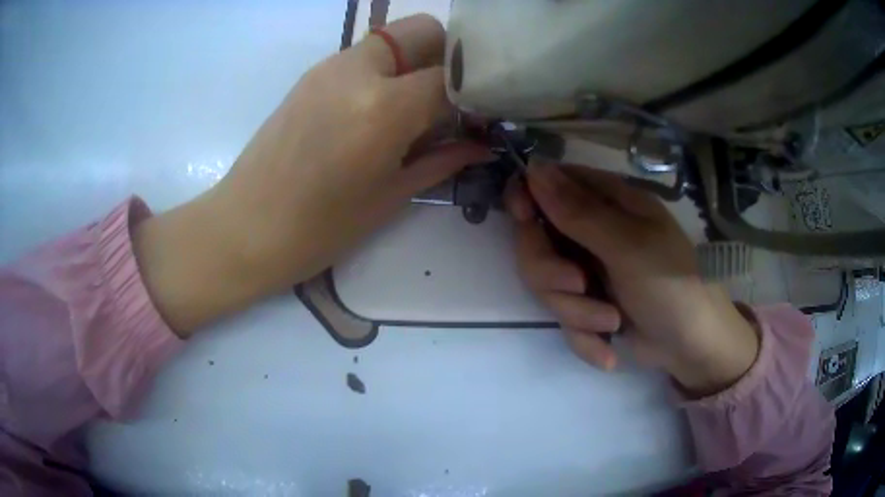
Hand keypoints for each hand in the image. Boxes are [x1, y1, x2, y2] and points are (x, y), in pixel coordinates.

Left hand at [133, 14, 491, 334]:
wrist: (244, 228)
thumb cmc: (319, 229)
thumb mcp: (390, 196)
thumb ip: (442, 160)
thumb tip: (481, 144)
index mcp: (383, 108)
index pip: (452, 77)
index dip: (475, 94)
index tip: (481, 116)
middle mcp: (358, 71)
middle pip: (423, 31)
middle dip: (447, 57)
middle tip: (450, 101)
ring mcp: (329, 67)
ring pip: (392, 40)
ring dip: (414, 64)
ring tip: (413, 111)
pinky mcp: (311, 75)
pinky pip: (363, 57)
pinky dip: (385, 72)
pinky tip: (377, 112)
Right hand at [506, 163, 759, 396]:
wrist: (691, 347)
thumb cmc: (670, 285)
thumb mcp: (628, 246)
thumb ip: (579, 212)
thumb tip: (534, 169)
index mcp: (606, 204)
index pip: (549, 184)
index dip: (528, 197)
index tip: (525, 219)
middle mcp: (591, 233)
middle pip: (536, 241)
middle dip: (551, 272)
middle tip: (579, 285)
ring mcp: (587, 272)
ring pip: (546, 286)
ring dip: (577, 312)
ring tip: (612, 322)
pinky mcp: (587, 307)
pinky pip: (563, 319)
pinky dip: (585, 338)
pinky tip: (609, 350)